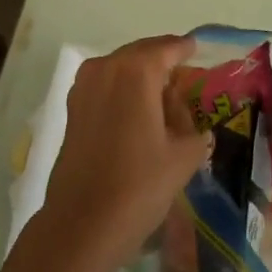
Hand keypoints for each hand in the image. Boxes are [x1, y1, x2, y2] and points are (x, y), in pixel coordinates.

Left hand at [38, 36, 211, 271]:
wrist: (83, 223)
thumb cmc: (140, 185)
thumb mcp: (184, 155)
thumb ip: (193, 126)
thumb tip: (186, 117)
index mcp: (137, 71)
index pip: (168, 48)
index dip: (186, 49)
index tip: (199, 49)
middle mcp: (106, 68)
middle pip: (141, 54)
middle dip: (163, 61)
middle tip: (185, 74)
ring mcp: (84, 86)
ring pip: (120, 68)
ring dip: (140, 75)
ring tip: (162, 95)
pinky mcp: (72, 107)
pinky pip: (105, 85)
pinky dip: (122, 90)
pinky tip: (137, 111)